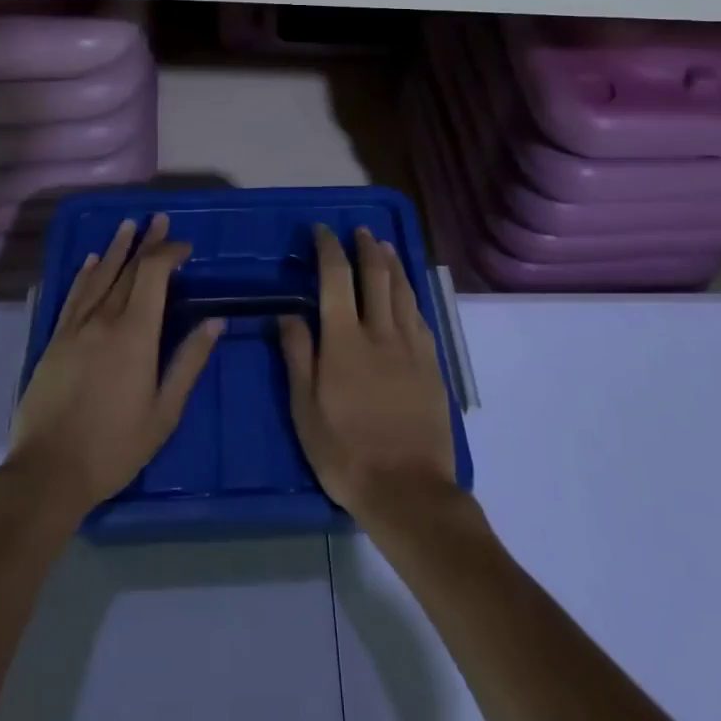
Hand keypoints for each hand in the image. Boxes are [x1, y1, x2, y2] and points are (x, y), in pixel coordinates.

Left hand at [6, 215, 222, 520]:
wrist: (48, 472)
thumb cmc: (115, 446)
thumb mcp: (164, 411)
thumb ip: (189, 361)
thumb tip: (215, 322)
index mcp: (135, 334)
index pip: (153, 275)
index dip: (169, 253)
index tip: (185, 247)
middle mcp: (104, 319)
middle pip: (128, 269)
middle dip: (147, 243)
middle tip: (159, 219)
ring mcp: (75, 328)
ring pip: (99, 277)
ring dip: (117, 249)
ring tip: (128, 225)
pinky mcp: (54, 340)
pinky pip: (73, 296)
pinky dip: (85, 274)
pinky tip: (92, 261)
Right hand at [279, 224, 460, 528]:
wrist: (409, 490)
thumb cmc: (346, 454)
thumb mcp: (306, 410)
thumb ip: (298, 356)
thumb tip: (288, 313)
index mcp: (344, 340)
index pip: (336, 278)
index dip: (329, 248)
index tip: (322, 231)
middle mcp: (380, 332)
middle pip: (376, 275)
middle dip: (366, 247)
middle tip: (359, 230)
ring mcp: (411, 347)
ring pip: (402, 290)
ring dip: (392, 262)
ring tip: (384, 245)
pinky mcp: (432, 364)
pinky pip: (420, 317)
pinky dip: (410, 294)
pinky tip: (407, 292)